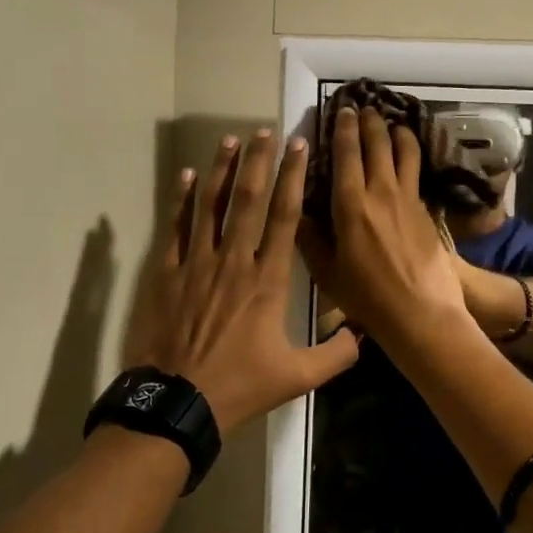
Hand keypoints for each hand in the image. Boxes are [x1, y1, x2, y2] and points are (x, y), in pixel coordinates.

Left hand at [125, 129, 359, 432]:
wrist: (177, 403)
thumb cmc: (240, 386)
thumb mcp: (297, 377)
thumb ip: (336, 355)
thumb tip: (364, 336)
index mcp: (267, 281)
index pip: (284, 218)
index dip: (293, 179)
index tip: (298, 147)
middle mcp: (234, 262)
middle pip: (248, 201)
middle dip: (259, 162)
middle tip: (265, 130)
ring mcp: (197, 265)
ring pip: (211, 206)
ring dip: (222, 170)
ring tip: (230, 139)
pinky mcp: (168, 275)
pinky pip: (176, 228)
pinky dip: (181, 200)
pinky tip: (186, 176)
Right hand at [296, 107, 467, 344]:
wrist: (421, 313)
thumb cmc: (367, 297)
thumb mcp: (327, 273)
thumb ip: (310, 240)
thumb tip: (298, 214)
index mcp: (350, 204)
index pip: (346, 154)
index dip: (343, 129)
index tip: (342, 111)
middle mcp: (381, 192)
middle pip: (378, 144)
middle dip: (370, 122)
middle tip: (365, 109)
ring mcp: (408, 199)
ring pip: (405, 152)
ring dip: (397, 132)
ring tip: (393, 123)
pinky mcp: (426, 211)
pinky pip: (417, 173)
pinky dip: (411, 156)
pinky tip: (408, 157)